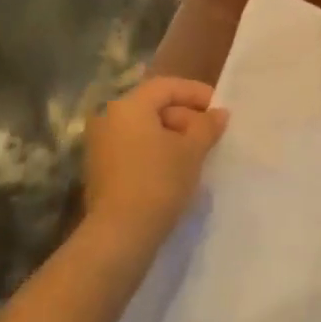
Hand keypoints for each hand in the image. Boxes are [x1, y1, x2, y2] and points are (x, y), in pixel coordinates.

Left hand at [82, 77, 228, 250]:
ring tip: (198, 155)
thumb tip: (219, 113)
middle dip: (185, 117)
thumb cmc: (158, 182)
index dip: (196, 93)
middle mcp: (109, 117)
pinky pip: (134, 148)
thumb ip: (206, 127)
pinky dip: (156, 152)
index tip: (219, 109)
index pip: (166, 86)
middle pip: (154, 106)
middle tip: (211, 136)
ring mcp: (100, 144)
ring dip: (172, 137)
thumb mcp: (191, 151)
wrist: (119, 235)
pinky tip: (177, 170)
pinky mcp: (101, 169)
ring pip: (144, 129)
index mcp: (128, 105)